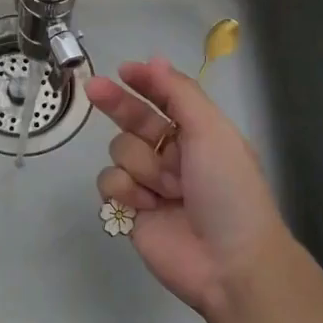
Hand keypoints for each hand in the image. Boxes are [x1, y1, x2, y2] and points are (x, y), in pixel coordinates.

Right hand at [85, 57, 296, 320]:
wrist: (229, 261)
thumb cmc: (228, 189)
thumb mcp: (212, 132)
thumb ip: (180, 93)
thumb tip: (155, 61)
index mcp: (198, 134)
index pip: (165, 99)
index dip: (144, 83)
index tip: (123, 70)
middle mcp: (172, 154)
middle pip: (133, 120)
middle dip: (117, 104)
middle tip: (93, 88)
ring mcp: (149, 183)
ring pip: (120, 151)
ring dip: (140, 164)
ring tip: (166, 188)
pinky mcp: (129, 210)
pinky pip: (109, 183)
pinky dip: (126, 191)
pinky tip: (146, 206)